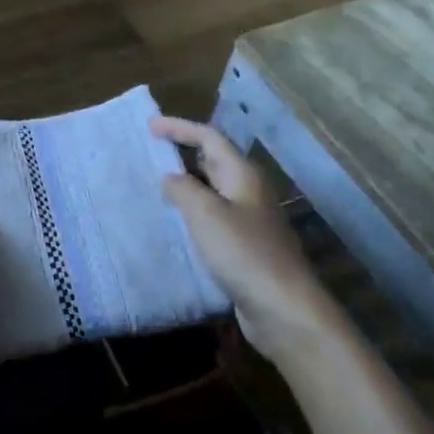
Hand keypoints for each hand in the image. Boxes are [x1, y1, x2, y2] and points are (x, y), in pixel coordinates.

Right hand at [151, 116, 347, 367]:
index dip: (179, 128)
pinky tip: (174, 226)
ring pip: (212, 191)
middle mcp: (248, 192)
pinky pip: (213, 219)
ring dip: (186, 186)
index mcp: (242, 174)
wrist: (283, 308)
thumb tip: (170, 178)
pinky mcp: (245, 247)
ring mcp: (249, 220)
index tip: (150, 126)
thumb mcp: (205, 213)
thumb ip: (183, 189)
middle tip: (150, 153)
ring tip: (154, 187)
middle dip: (183, 153)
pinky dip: (192, 214)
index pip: (209, 137)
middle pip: (213, 161)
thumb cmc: (243, 252)